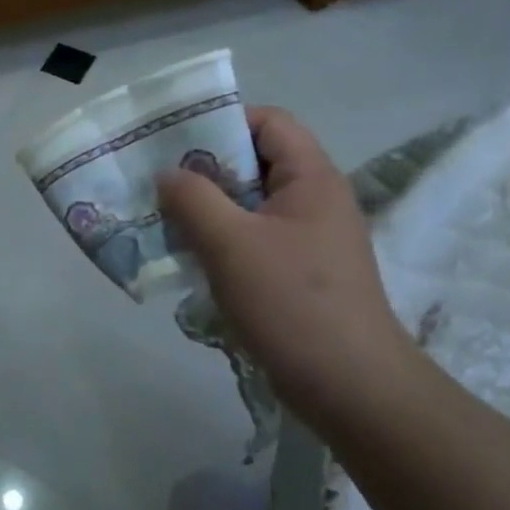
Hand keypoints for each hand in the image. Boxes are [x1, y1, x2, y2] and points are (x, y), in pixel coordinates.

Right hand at [157, 107, 414, 431]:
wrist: (352, 388)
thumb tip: (168, 174)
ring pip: (249, 204)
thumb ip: (193, 198)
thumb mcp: (231, 243)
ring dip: (207, 208)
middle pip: (255, 161)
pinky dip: (220, 239)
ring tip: (164, 218)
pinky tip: (189, 257)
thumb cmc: (292, 303)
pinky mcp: (299, 272)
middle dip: (204, 168)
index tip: (175, 142)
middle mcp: (314, 200)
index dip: (222, 121)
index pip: (268, 122)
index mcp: (311, 178)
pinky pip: (253, 238)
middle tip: (158, 181)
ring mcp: (308, 238)